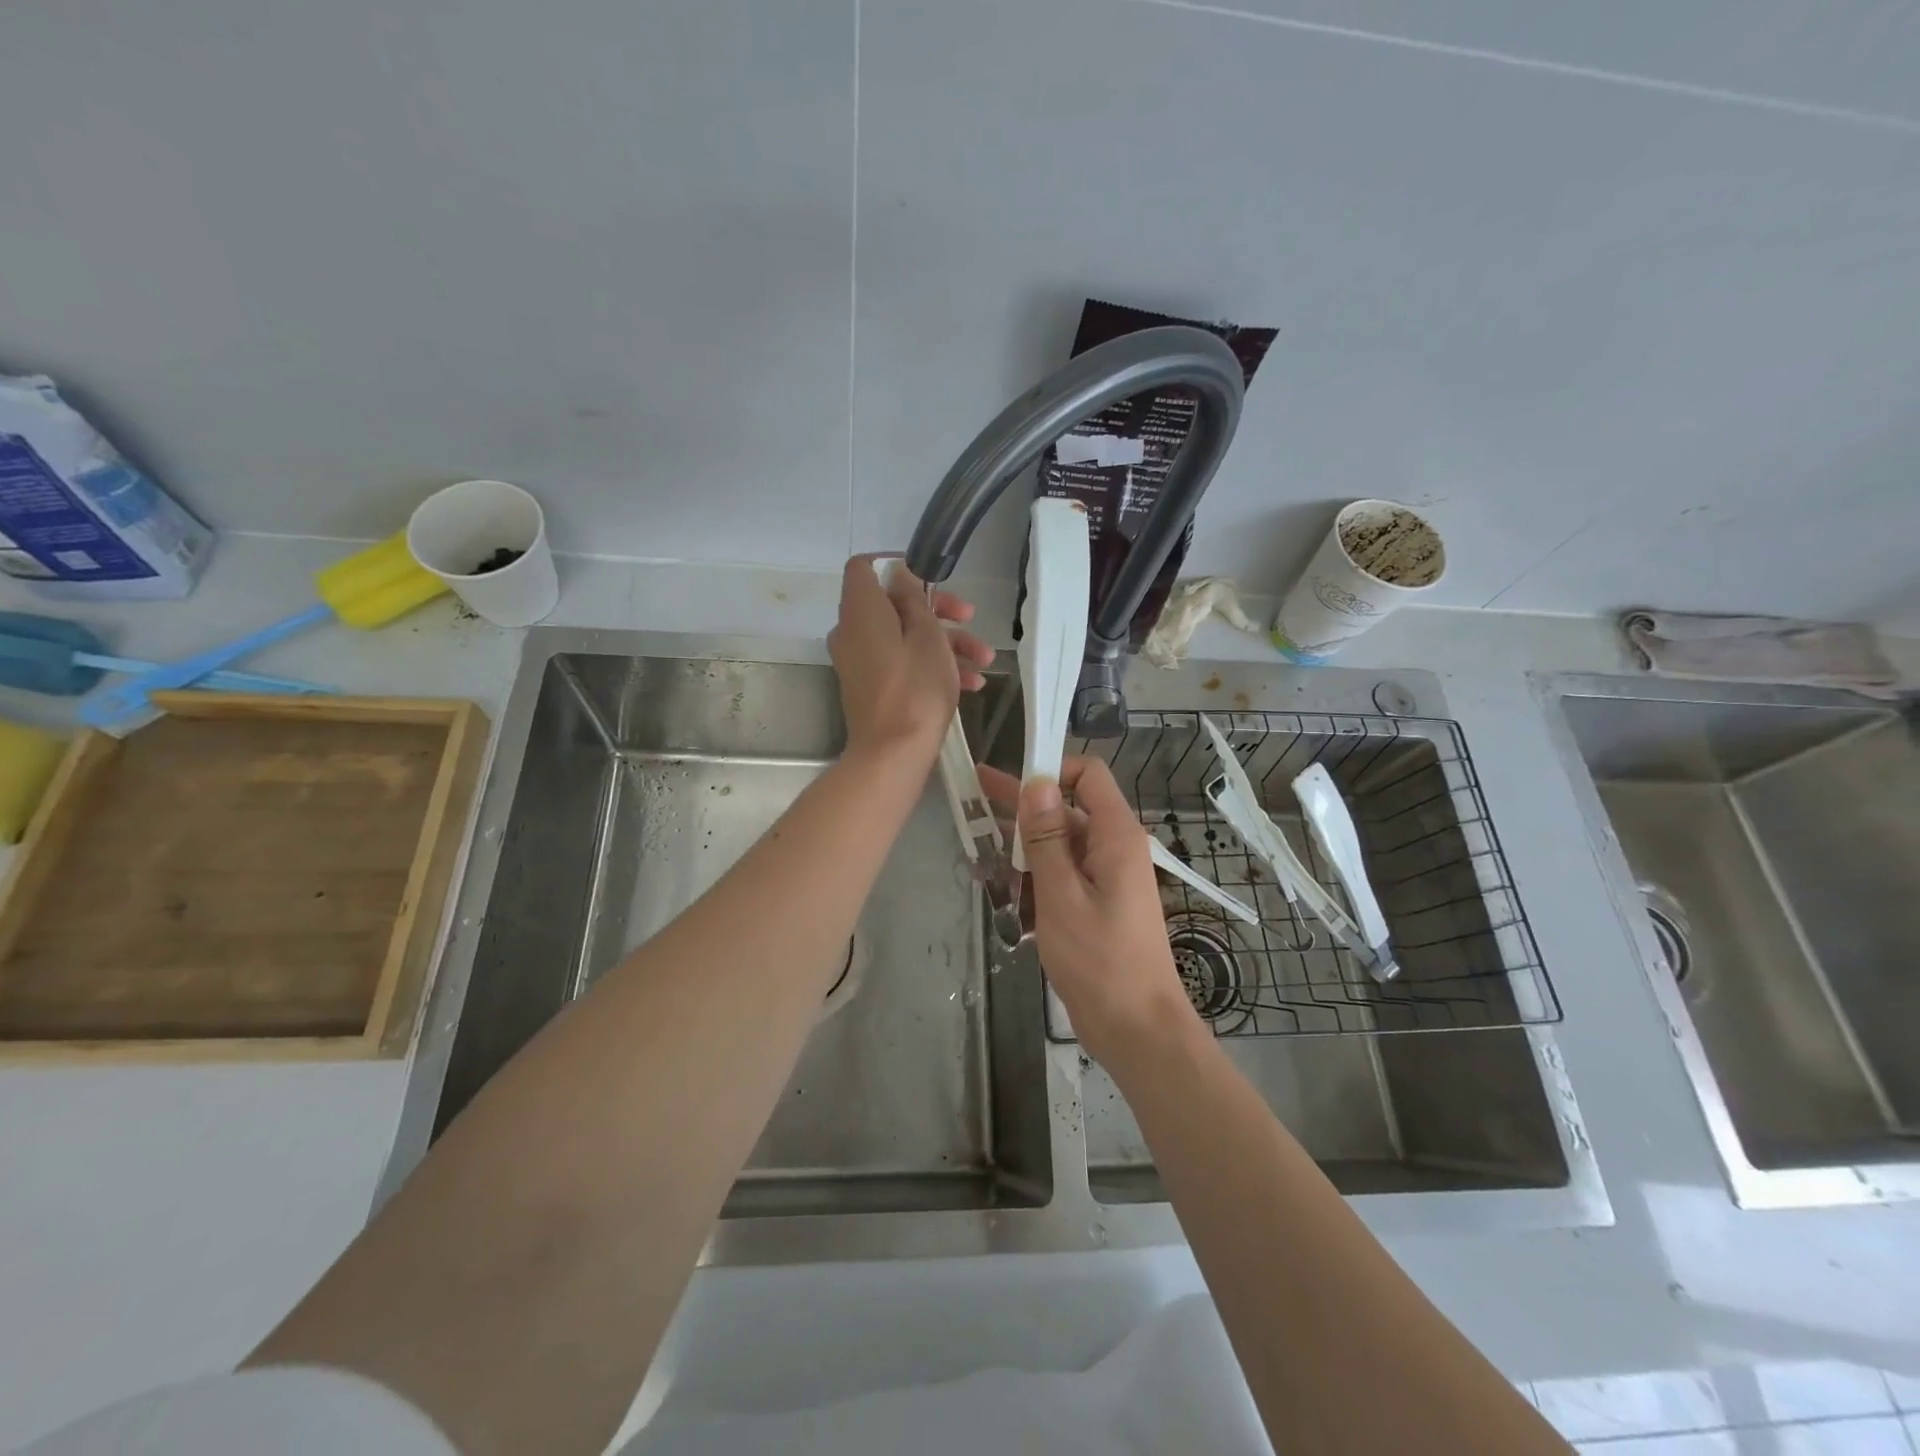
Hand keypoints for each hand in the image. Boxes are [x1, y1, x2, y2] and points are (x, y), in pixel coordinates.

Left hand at [828, 555, 993, 766]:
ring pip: (903, 637)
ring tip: (984, 660)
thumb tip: (899, 575)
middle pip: (893, 604)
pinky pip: (900, 663)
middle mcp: (852, 632)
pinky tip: (971, 683)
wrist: (893, 753)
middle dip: (937, 610)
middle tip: (969, 617)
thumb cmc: (915, 688)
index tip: (929, 576)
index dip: (896, 565)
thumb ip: (913, 599)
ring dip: (945, 643)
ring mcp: (860, 662)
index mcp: (861, 611)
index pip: (864, 568)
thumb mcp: (927, 636)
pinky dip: (930, 666)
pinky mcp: (870, 687)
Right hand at [979, 757, 1200, 1065]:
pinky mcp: (1096, 904)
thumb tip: (1037, 783)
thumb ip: (1046, 839)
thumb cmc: (1100, 961)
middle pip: (1065, 810)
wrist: (1137, 1029)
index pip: (1087, 775)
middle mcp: (1113, 848)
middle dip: (1022, 809)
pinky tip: (1005, 898)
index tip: (1008, 780)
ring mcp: (1106, 878)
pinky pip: (1062, 877)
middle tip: (973, 797)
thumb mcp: (1062, 896)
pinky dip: (1035, 882)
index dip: (1050, 769)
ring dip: (1023, 853)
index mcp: (1115, 836)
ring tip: (980, 863)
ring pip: (1059, 847)